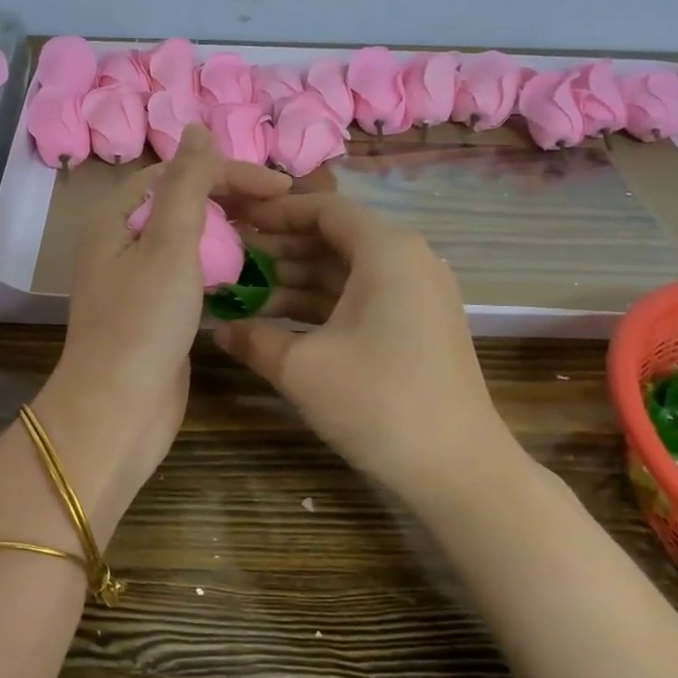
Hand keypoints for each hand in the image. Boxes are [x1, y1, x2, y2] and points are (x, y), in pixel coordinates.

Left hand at [37, 128, 289, 519]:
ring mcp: (140, 280)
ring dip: (230, 234)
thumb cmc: (143, 322)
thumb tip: (196, 128)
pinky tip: (254, 272)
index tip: (280, 187)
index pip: (178, 174)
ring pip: (191, 241)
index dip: (227, 172)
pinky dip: (222, 268)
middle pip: (184, 204)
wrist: (119, 410)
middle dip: (232, 201)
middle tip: (283, 210)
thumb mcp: (168, 243)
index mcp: (118, 218)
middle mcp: (124, 243)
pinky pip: (193, 275)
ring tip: (276, 236)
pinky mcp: (157, 312)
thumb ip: (186, 184)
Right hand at [214, 193, 514, 504]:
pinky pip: (361, 297)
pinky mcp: (417, 325)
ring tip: (245, 295)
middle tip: (231, 263)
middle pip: (334, 238)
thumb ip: (253, 338)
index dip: (275, 213)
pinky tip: (280, 323)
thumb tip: (218, 327)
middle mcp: (407, 259)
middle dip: (280, 250)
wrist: (459, 469)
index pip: (324, 208)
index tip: (235, 223)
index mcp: (387, 250)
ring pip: (346, 271)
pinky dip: (322, 305)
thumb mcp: (302, 368)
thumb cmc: (378, 402)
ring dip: (296, 281)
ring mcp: (417, 294)